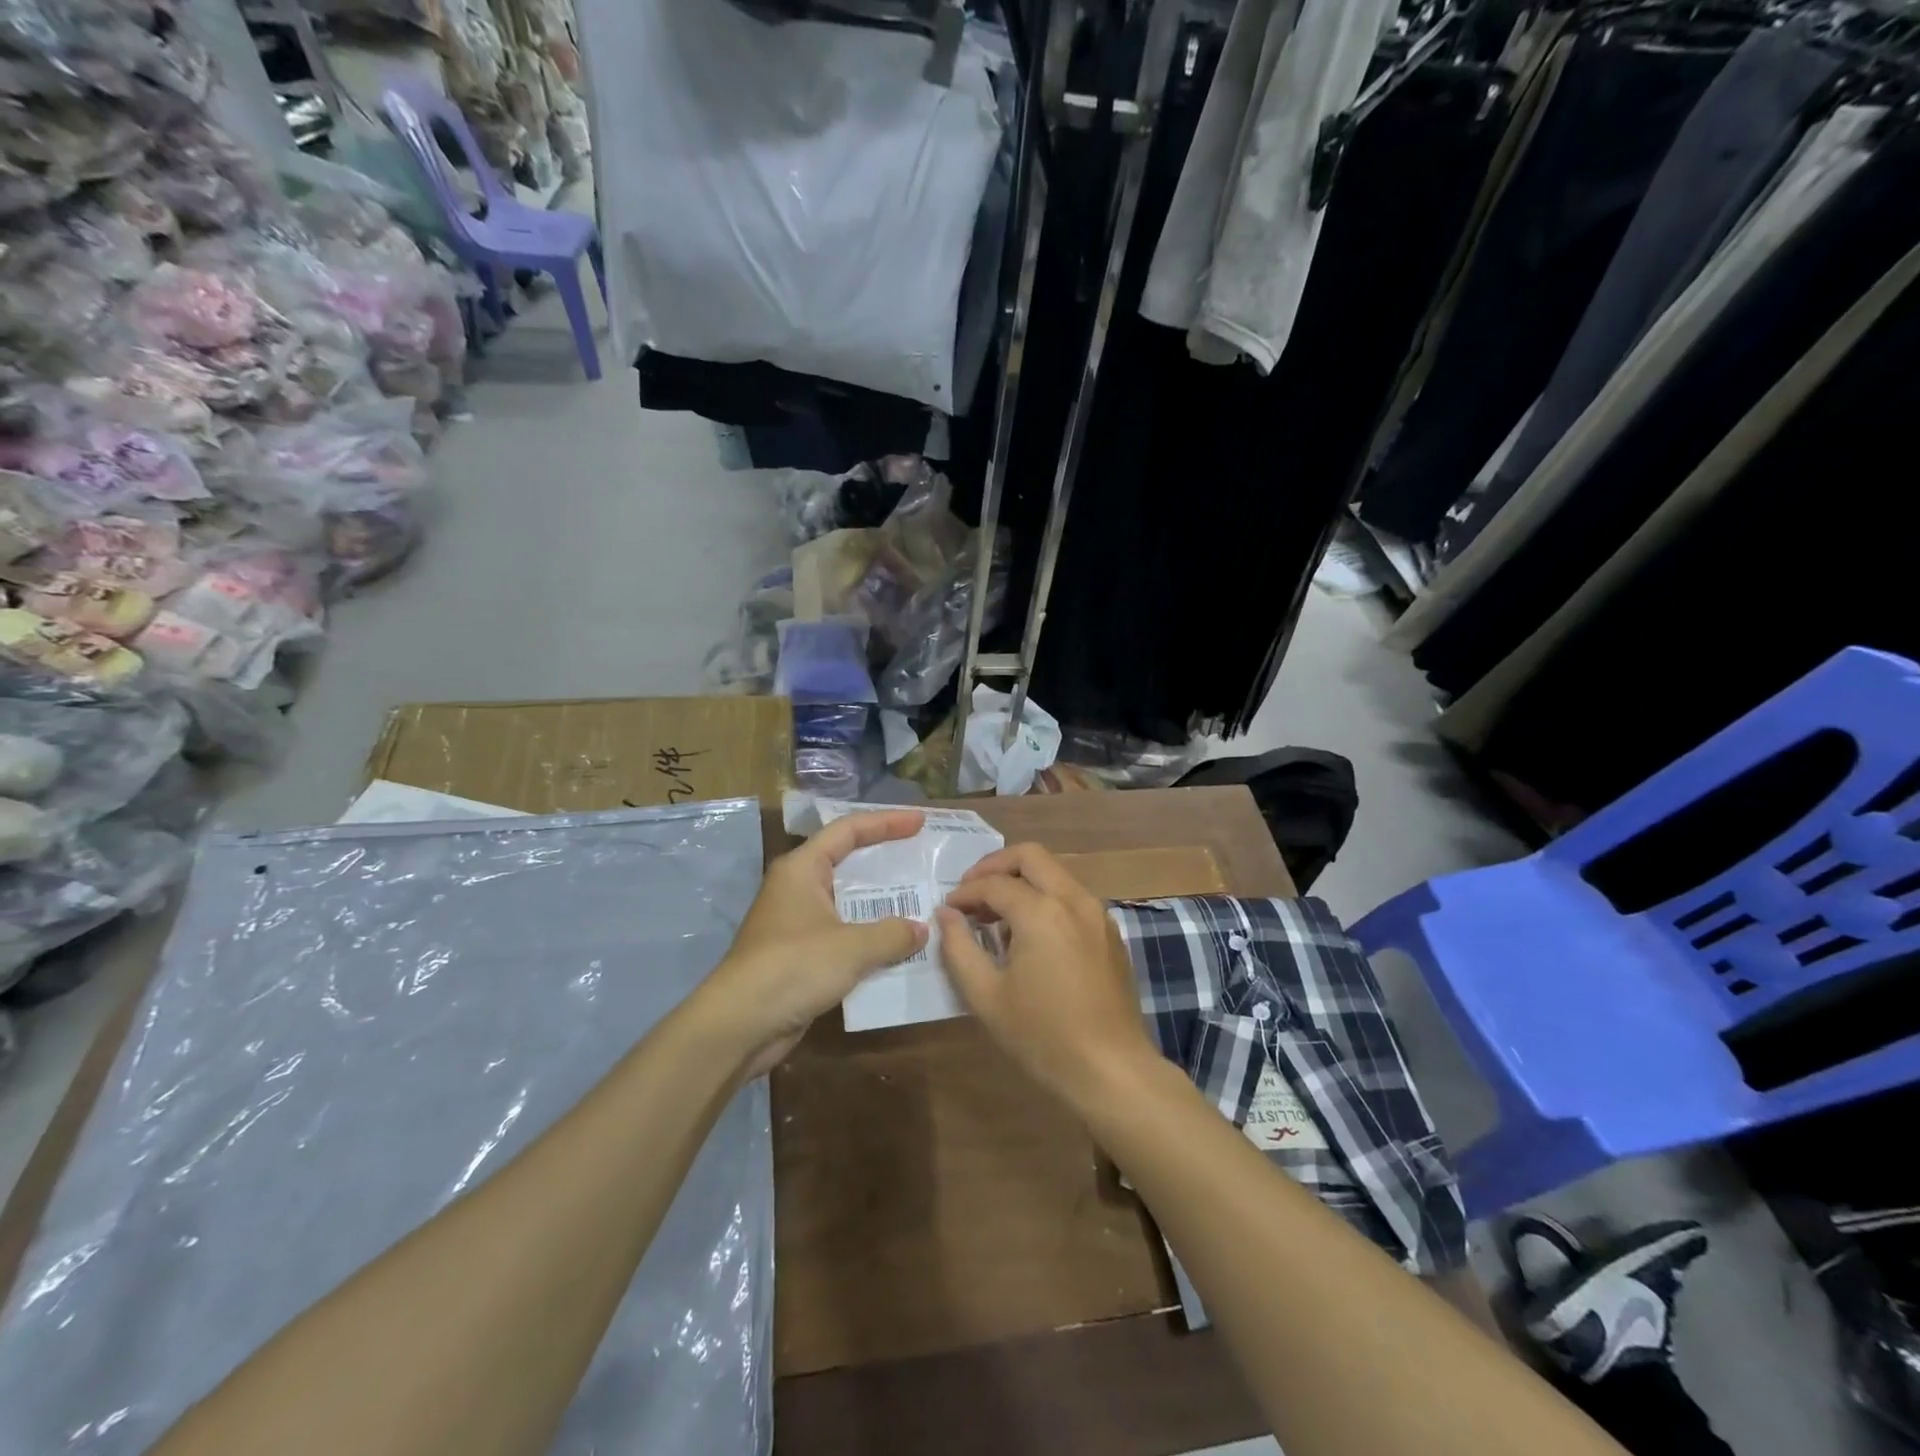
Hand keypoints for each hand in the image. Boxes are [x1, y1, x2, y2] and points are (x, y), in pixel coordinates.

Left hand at [697, 809, 928, 1077]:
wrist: (739, 1025)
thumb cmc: (793, 967)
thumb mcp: (851, 947)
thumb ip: (892, 934)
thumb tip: (920, 929)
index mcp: (802, 869)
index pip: (848, 830)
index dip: (886, 822)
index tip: (920, 821)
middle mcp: (797, 888)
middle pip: (847, 861)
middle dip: (885, 860)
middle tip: (922, 858)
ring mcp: (797, 923)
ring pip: (847, 901)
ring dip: (880, 903)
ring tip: (919, 901)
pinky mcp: (799, 955)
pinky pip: (843, 934)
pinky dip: (869, 936)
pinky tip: (898, 946)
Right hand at [936, 843, 1155, 1104]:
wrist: (1112, 1070)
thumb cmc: (1042, 1036)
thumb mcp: (986, 995)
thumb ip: (959, 947)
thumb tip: (946, 914)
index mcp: (1041, 911)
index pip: (993, 884)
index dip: (964, 893)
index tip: (947, 910)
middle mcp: (1073, 899)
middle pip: (1030, 855)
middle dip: (995, 866)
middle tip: (971, 892)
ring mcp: (1097, 913)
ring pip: (1055, 872)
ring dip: (1022, 880)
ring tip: (996, 914)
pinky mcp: (1110, 931)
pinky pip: (1072, 895)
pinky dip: (1046, 897)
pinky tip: (1030, 934)